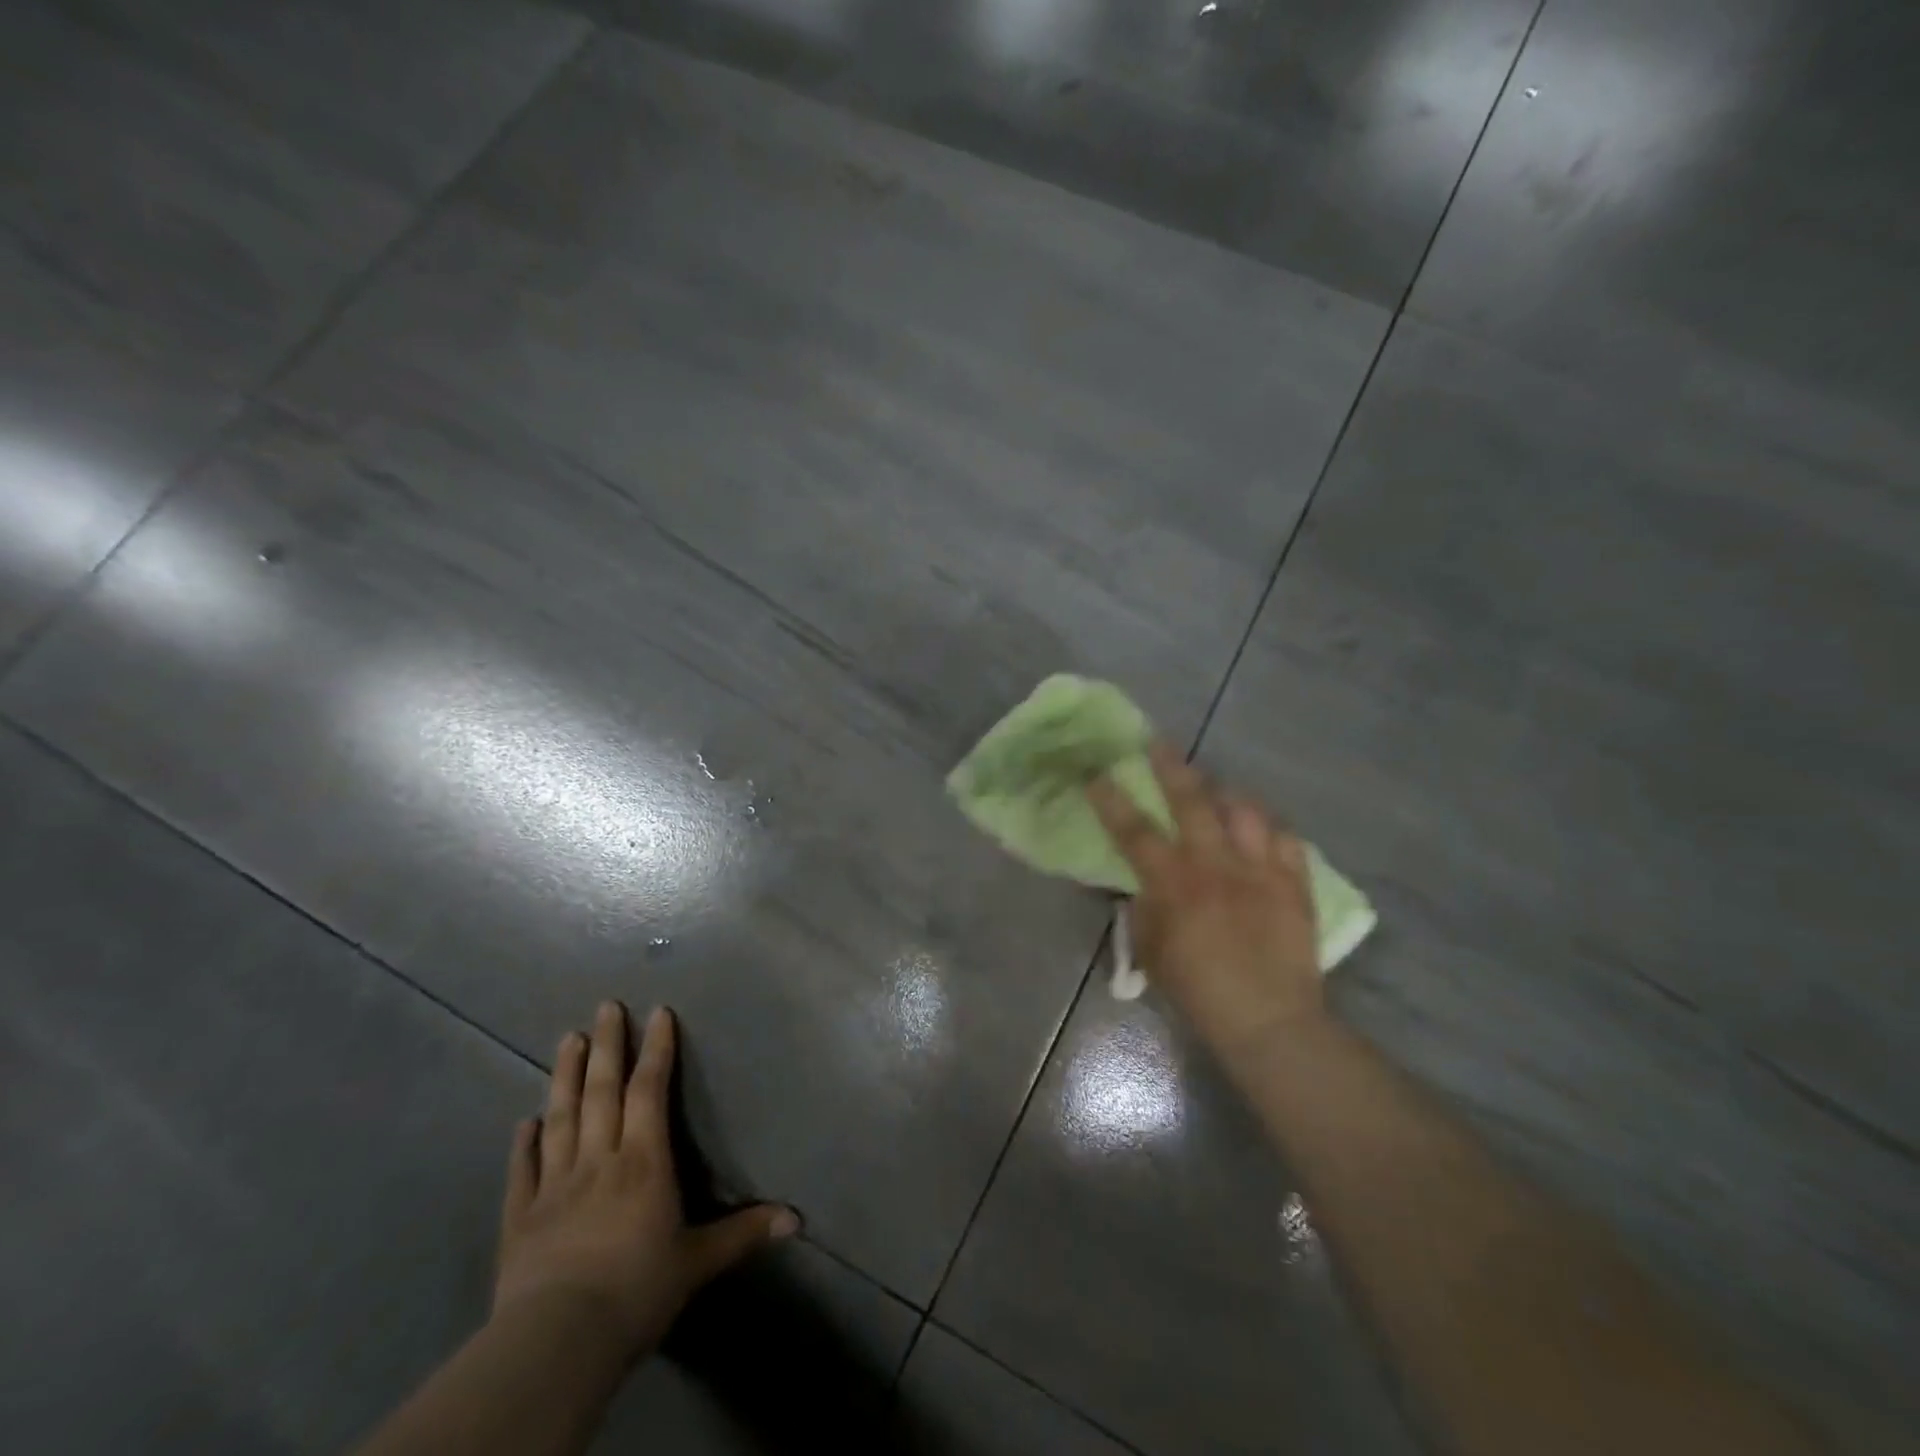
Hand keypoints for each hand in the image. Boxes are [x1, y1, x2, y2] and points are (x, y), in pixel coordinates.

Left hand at [493, 1002, 798, 1361]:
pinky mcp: (519, 1218)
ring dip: (565, 1076)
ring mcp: (554, 1186)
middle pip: (602, 1091)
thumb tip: (798, 1219)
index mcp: (643, 1161)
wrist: (557, 1342)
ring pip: (561, 1118)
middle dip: (608, 1045)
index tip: (657, 1012)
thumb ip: (744, 1233)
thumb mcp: (698, 1262)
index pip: (650, 1091)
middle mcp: (599, 1159)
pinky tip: (523, 1121)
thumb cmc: (637, 1291)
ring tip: (568, 1039)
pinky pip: (522, 1171)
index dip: (656, 1050)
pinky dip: (523, 1144)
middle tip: (604, 1005)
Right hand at [1087, 744, 1324, 1055]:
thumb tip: (1142, 886)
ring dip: (1227, 793)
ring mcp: (1259, 869)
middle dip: (1170, 767)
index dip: (1111, 800)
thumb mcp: (1152, 952)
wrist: (1269, 1020)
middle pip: (1191, 801)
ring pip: (1245, 809)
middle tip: (1158, 743)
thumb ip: (1143, 911)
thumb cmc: (1199, 992)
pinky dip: (1271, 828)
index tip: (1096, 775)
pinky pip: (1286, 839)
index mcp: (1174, 883)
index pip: (1134, 831)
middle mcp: (1215, 864)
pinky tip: (1263, 829)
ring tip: (1218, 787)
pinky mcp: (1294, 883)